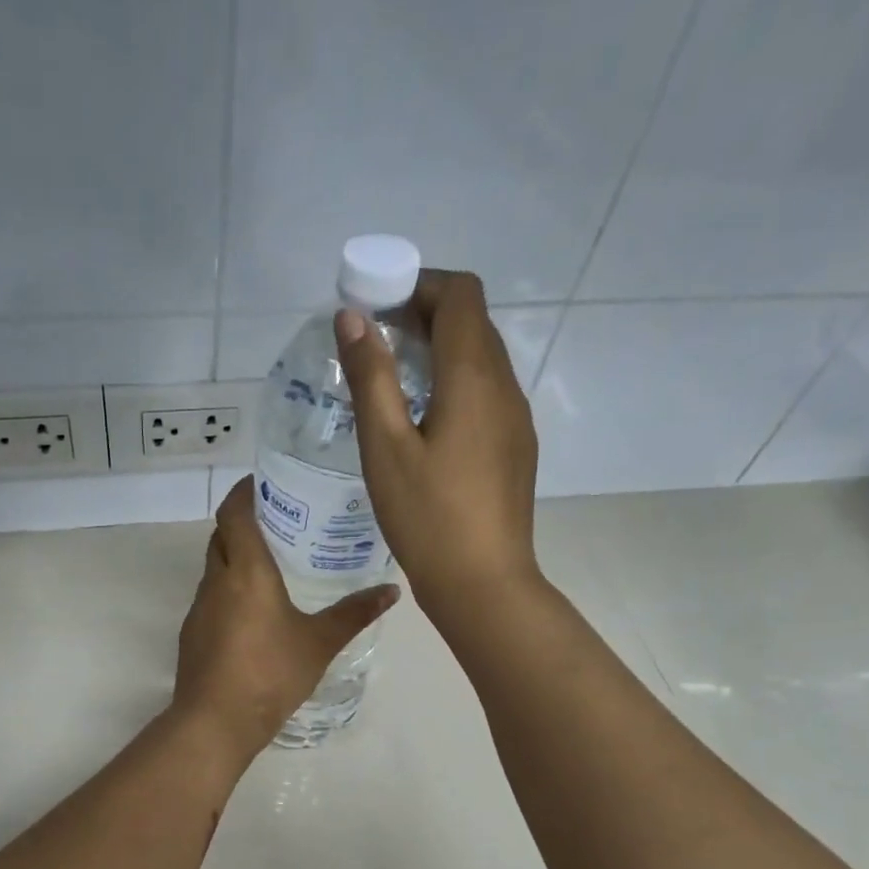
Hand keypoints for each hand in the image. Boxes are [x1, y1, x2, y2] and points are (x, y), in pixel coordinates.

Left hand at [173, 478, 398, 759]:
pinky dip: (228, 591)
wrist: (215, 722)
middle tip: (280, 523)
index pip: (234, 512)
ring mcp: (199, 608)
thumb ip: (354, 614)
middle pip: (222, 536)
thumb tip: (391, 591)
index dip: (245, 491)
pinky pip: (211, 598)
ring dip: (235, 559)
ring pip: (214, 568)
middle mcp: (216, 581)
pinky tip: (253, 612)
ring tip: (271, 566)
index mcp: (246, 571)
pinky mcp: (192, 634)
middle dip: (244, 522)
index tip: (266, 482)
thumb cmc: (270, 675)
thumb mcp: (319, 644)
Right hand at [334, 270, 543, 615]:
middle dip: (424, 315)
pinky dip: (453, 385)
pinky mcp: (514, 449)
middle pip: (472, 323)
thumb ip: (371, 377)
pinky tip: (422, 424)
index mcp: (474, 378)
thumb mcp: (385, 448)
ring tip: (392, 382)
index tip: (375, 308)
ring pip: (481, 360)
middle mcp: (504, 388)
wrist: (483, 584)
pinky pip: (486, 395)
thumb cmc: (427, 518)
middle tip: (375, 343)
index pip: (459, 295)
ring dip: (439, 353)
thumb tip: (353, 317)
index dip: (418, 285)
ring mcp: (515, 420)